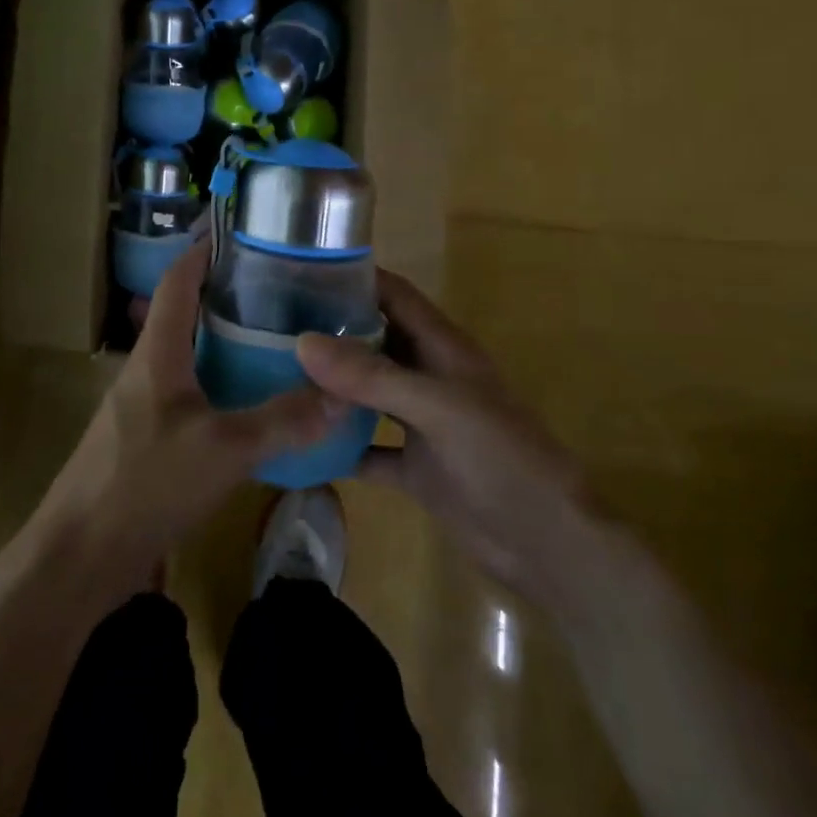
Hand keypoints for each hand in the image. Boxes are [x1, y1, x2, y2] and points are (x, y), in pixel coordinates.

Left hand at [38, 241, 344, 580]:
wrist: (81, 556)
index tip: (243, 235)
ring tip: (276, 339)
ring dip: (225, 343)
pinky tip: (252, 403)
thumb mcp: (224, 449)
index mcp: (156, 353)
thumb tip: (342, 394)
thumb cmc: (146, 483)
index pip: (176, 281)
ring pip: (188, 357)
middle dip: (226, 297)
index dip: (204, 251)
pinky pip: (189, 395)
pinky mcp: (147, 440)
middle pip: (185, 315)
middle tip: (279, 290)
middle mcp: (146, 369)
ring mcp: (143, 406)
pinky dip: (220, 385)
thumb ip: (283, 420)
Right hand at [297, 272, 587, 595]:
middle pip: (373, 340)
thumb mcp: (438, 408)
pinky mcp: (414, 468)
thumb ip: (373, 376)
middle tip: (268, 326)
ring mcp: (420, 424)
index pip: (393, 295)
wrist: (547, 545)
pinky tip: (297, 448)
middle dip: (329, 330)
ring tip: (271, 375)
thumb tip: (303, 342)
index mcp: (442, 347)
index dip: (353, 277)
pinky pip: (366, 450)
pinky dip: (338, 448)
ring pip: (366, 394)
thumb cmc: (502, 459)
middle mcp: (428, 377)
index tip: (298, 271)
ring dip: (329, 387)